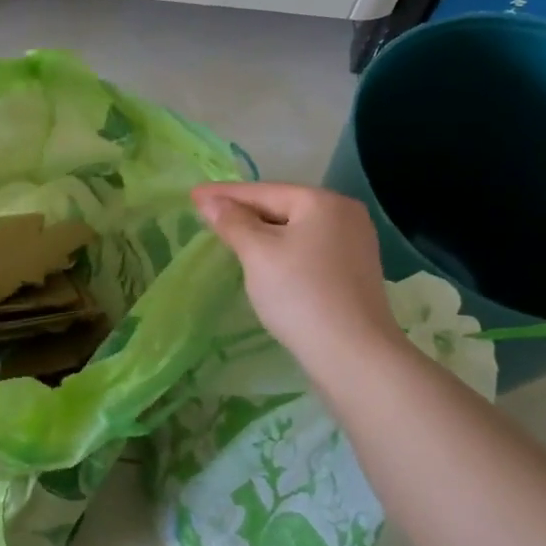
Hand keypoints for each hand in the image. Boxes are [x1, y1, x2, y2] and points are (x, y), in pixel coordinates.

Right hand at [192, 182, 408, 373]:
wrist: (352, 354)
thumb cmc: (300, 294)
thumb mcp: (258, 253)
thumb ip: (232, 222)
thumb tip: (209, 200)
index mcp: (323, 201)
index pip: (263, 191)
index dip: (223, 193)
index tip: (192, 194)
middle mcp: (344, 214)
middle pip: (281, 206)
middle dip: (243, 211)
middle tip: (206, 214)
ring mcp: (354, 243)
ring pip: (294, 229)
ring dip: (261, 231)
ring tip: (229, 234)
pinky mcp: (353, 271)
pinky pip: (307, 249)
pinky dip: (281, 249)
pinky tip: (264, 259)